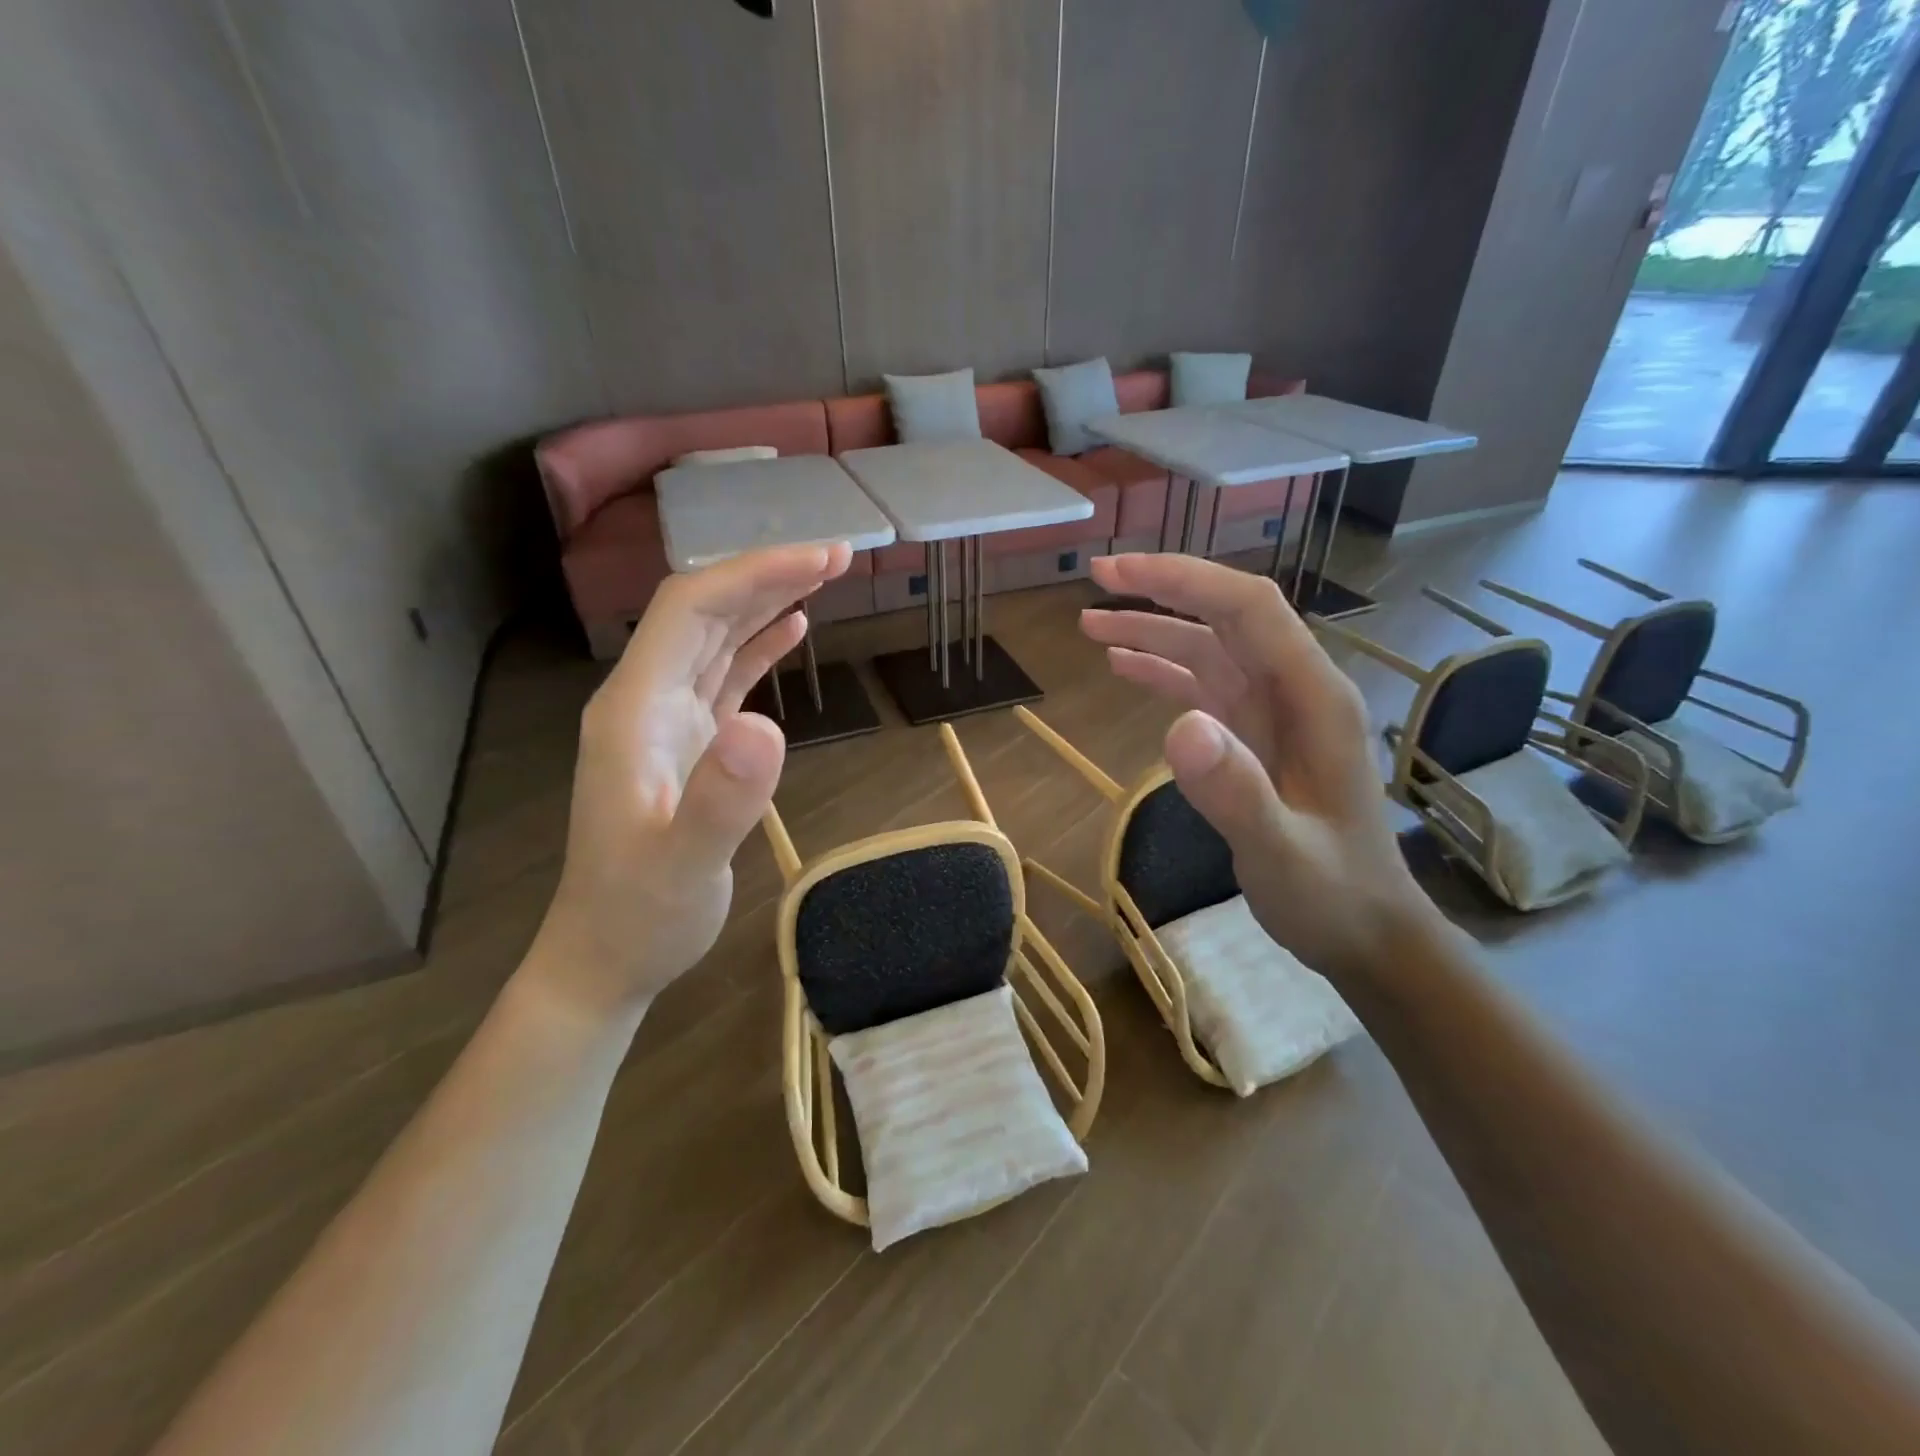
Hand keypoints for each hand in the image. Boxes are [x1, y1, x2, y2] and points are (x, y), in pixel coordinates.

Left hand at [528, 543, 852, 1018]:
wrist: (607, 956)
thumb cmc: (640, 915)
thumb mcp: (684, 866)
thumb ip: (721, 799)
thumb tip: (767, 725)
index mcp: (635, 710)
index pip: (689, 610)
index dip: (753, 574)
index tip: (820, 558)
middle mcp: (645, 700)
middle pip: (702, 611)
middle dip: (767, 574)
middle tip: (839, 554)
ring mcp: (665, 721)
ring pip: (714, 637)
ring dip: (765, 601)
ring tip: (824, 574)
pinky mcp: (688, 744)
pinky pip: (724, 676)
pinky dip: (758, 646)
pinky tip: (792, 629)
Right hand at [1081, 553, 1434, 984]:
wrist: (1364, 931)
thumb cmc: (1332, 893)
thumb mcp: (1282, 853)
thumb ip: (1236, 792)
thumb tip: (1178, 725)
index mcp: (1314, 697)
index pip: (1248, 609)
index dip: (1184, 580)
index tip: (1118, 573)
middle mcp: (1294, 690)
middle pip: (1225, 617)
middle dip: (1162, 591)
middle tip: (1095, 580)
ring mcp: (1273, 713)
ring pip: (1208, 650)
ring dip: (1153, 631)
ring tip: (1091, 626)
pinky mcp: (1254, 737)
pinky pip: (1204, 688)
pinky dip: (1162, 672)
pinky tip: (1124, 667)